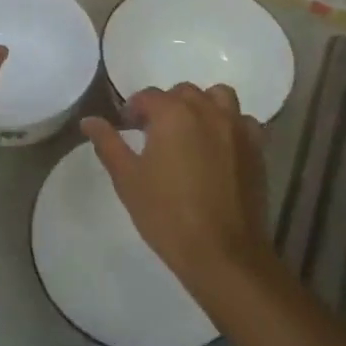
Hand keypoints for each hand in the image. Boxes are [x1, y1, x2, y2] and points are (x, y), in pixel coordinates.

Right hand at [81, 84, 271, 297]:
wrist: (223, 254)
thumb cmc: (167, 215)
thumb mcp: (128, 179)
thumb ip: (108, 143)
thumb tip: (89, 120)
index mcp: (173, 113)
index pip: (148, 96)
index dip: (133, 110)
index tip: (126, 128)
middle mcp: (207, 111)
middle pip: (183, 92)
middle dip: (166, 106)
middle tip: (154, 134)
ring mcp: (236, 127)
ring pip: (218, 97)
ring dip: (202, 106)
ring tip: (190, 132)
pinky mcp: (256, 148)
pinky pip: (243, 121)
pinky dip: (229, 125)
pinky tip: (219, 147)